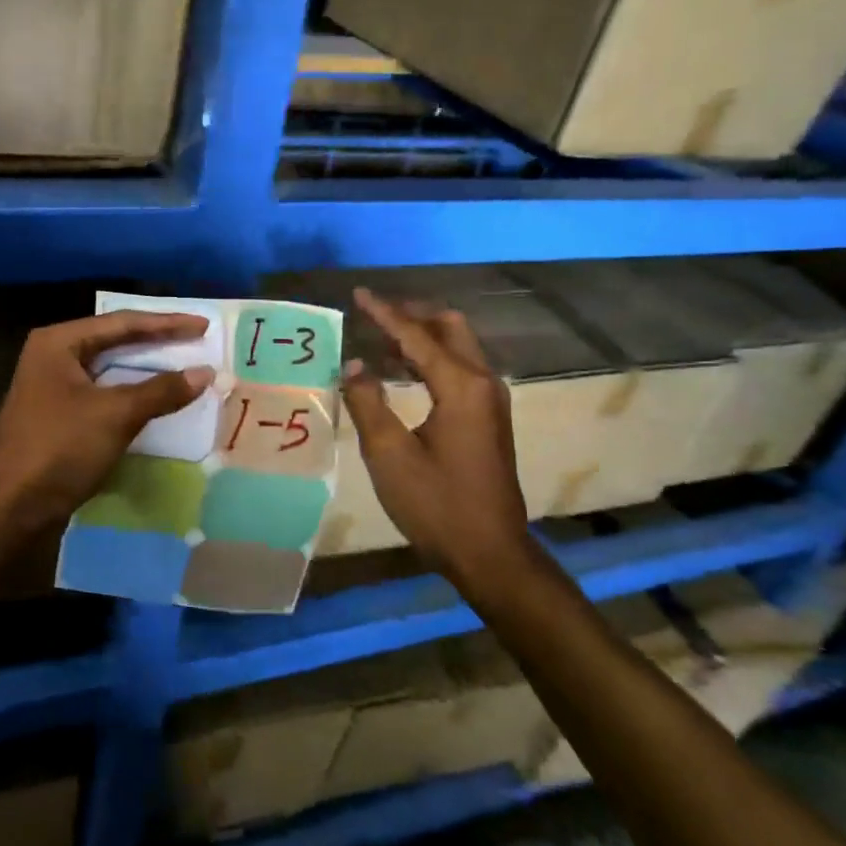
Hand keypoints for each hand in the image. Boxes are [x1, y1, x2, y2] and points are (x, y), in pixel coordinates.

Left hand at [0, 311, 214, 535]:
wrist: (9, 507)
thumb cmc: (59, 448)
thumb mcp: (115, 415)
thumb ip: (162, 390)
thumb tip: (205, 373)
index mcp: (60, 342)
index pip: (123, 323)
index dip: (167, 324)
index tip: (203, 326)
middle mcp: (54, 356)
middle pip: (116, 342)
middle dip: (158, 344)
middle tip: (198, 342)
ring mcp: (54, 388)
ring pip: (111, 370)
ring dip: (147, 371)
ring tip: (185, 368)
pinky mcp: (59, 417)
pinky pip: (105, 395)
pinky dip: (133, 395)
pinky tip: (157, 401)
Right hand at [341, 287, 529, 579]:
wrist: (489, 551)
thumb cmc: (435, 504)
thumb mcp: (389, 455)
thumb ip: (367, 402)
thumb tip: (354, 364)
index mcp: (460, 387)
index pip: (416, 336)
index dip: (384, 313)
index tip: (358, 294)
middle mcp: (482, 383)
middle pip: (450, 328)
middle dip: (412, 314)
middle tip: (374, 315)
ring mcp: (491, 401)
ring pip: (458, 347)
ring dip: (422, 336)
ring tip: (380, 339)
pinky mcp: (489, 418)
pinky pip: (460, 369)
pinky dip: (432, 358)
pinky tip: (404, 372)